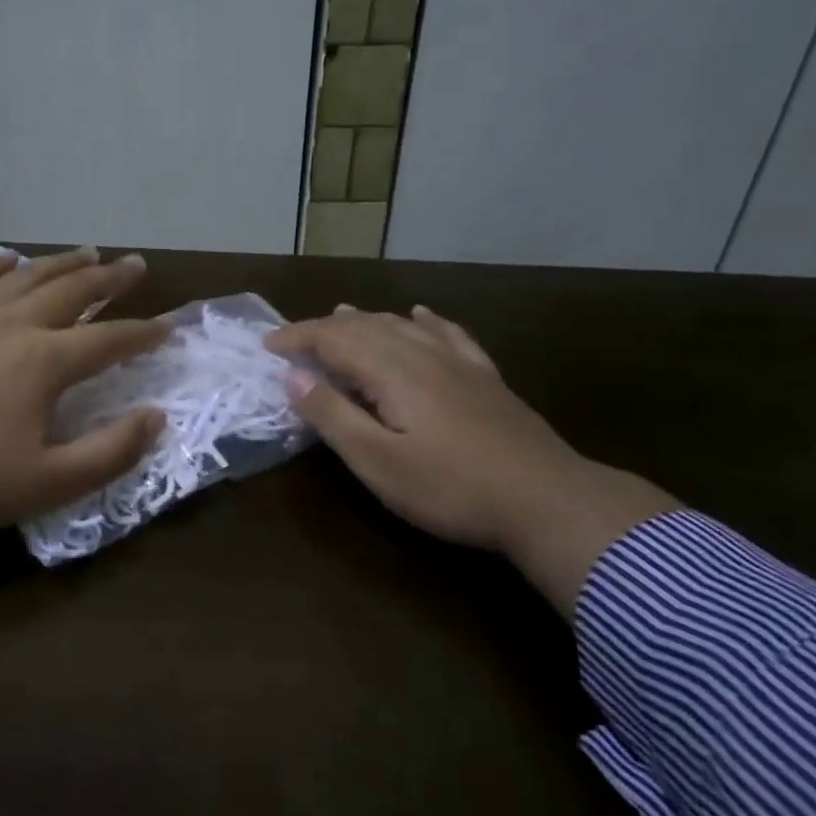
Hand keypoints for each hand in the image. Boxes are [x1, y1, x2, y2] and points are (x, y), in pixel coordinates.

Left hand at [0, 248, 167, 619]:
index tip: (168, 327)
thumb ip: (112, 451)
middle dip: (110, 278)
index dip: (143, 334)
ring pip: (26, 279)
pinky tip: (9, 262)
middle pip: (72, 291)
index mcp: (43, 362)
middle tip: (136, 265)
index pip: (108, 340)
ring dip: (62, 263)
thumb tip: (157, 417)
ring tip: (89, 252)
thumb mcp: (53, 482)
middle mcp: (12, 327)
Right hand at [267, 306, 676, 613]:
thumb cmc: (451, 487)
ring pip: (403, 324)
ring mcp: (459, 363)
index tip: (267, 345)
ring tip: (341, 314)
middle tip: (295, 339)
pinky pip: (448, 334)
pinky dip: (425, 320)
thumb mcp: (378, 461)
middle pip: (365, 325)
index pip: (333, 339)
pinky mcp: (486, 378)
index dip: (297, 337)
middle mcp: (422, 353)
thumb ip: (332, 415)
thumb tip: (293, 375)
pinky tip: (421, 314)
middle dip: (324, 327)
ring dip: (366, 318)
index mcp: (391, 371)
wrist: (548, 501)